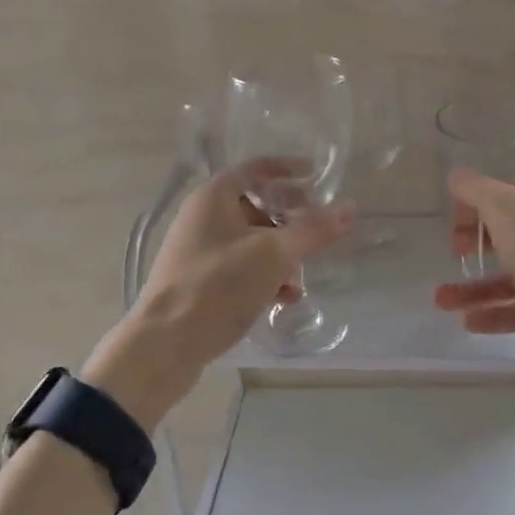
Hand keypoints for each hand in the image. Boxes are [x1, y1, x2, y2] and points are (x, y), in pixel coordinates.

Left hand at [82, 161, 351, 430]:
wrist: (165, 345)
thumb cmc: (219, 286)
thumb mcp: (274, 254)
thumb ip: (313, 229)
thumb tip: (349, 207)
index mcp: (214, 197)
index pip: (256, 169)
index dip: (288, 169)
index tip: (317, 176)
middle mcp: (202, 217)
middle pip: (255, 205)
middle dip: (289, 219)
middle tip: (318, 230)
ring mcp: (198, 252)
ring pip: (250, 241)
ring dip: (280, 254)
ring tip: (301, 276)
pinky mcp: (198, 282)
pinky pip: (239, 269)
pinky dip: (263, 277)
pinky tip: (282, 299)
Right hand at [431, 168, 514, 357]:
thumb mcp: (503, 204)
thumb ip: (474, 189)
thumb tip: (455, 175)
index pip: (501, 196)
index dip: (473, 208)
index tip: (452, 226)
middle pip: (505, 236)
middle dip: (473, 247)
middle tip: (451, 257)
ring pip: (510, 278)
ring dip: (474, 289)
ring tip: (441, 302)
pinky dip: (496, 315)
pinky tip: (468, 323)